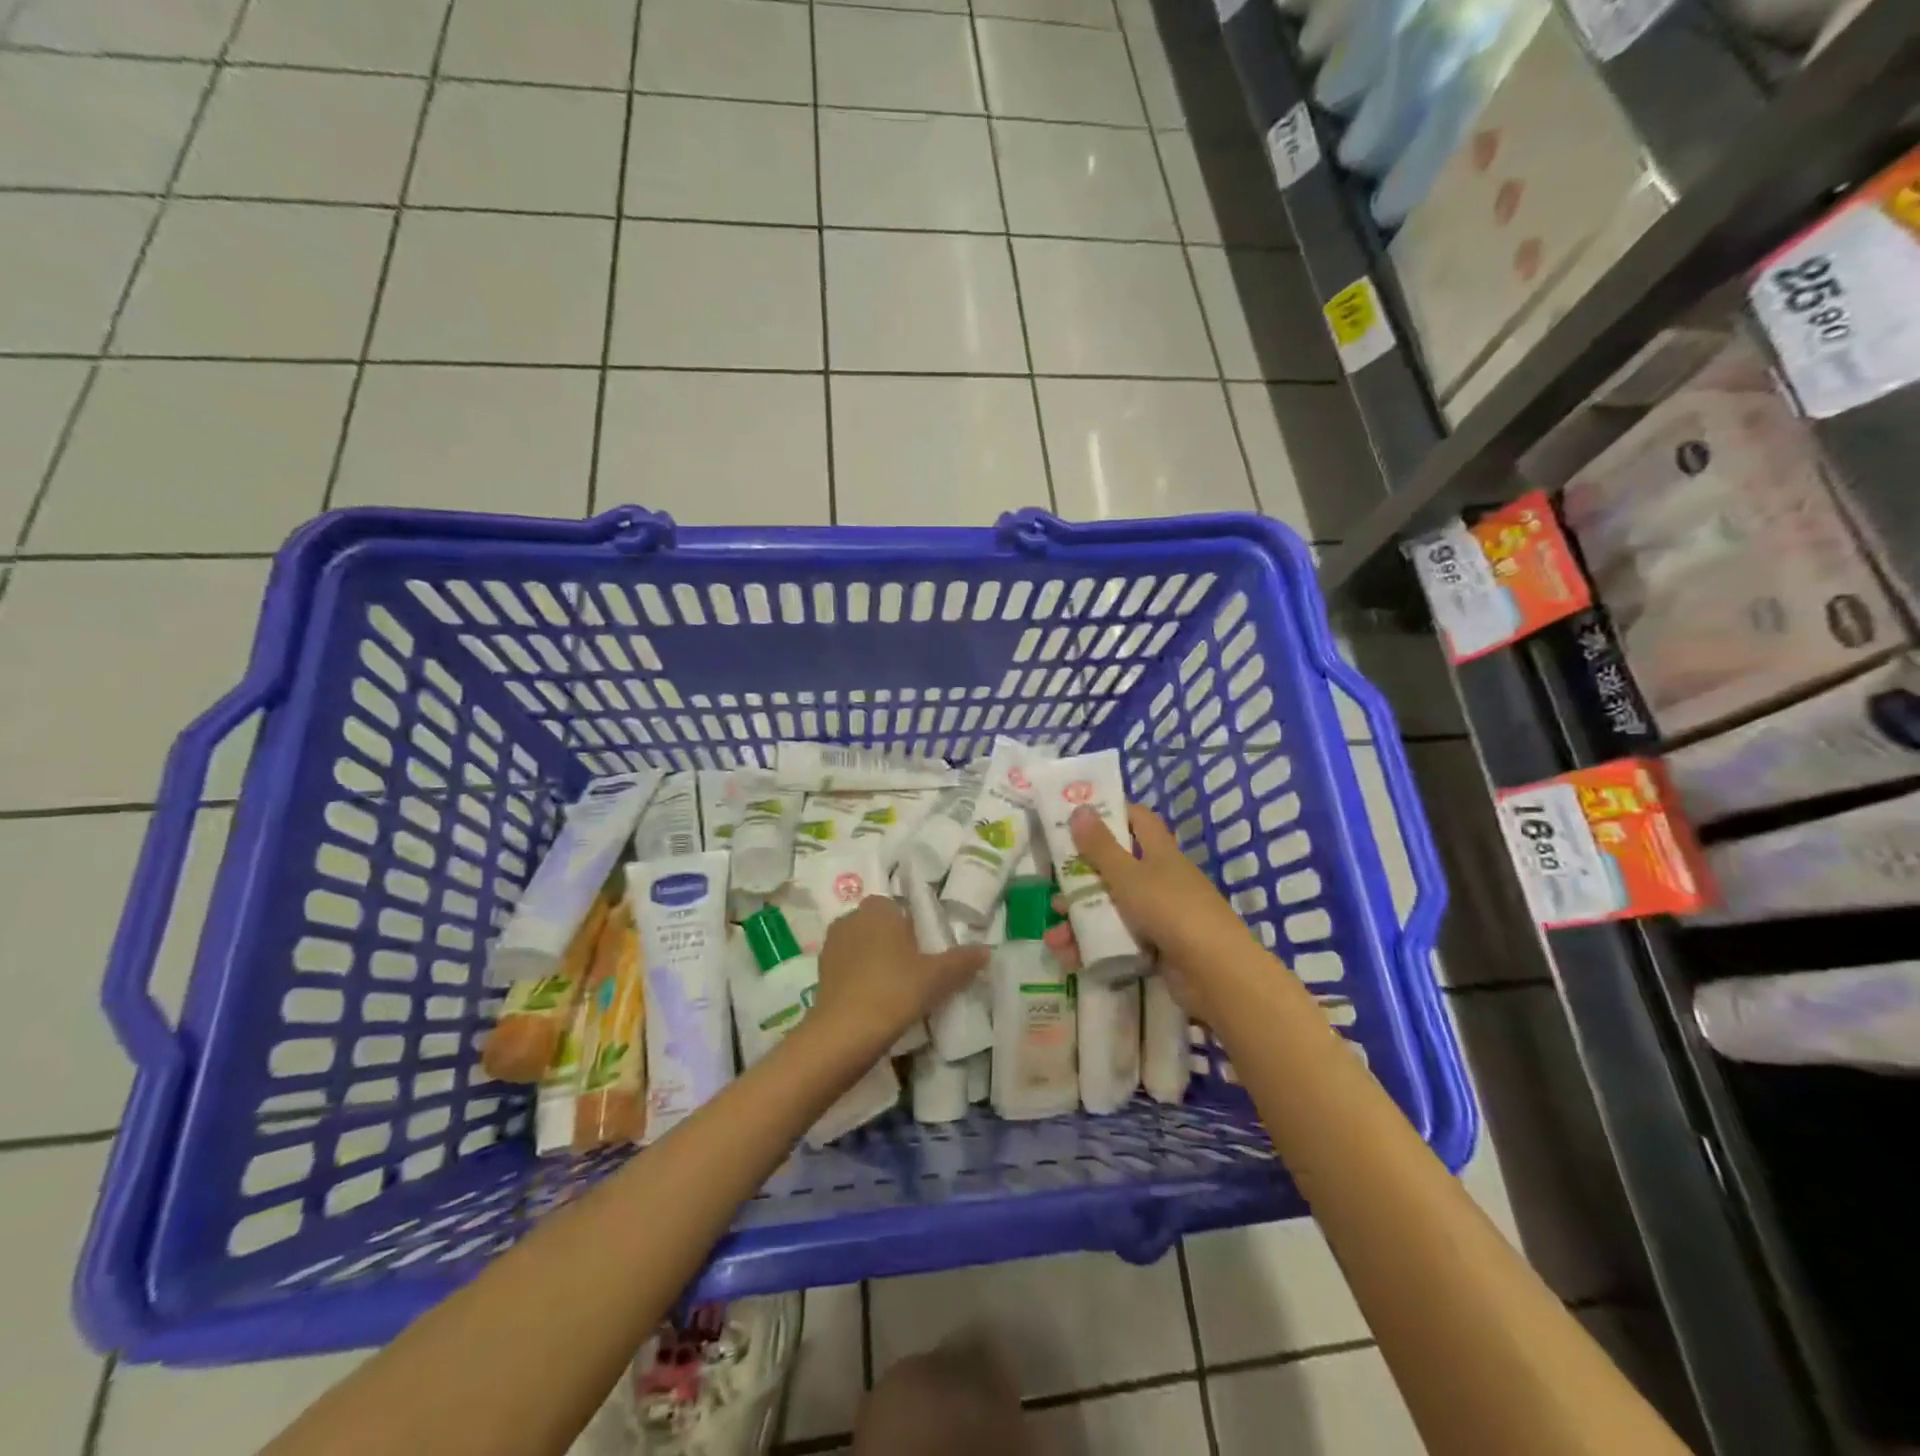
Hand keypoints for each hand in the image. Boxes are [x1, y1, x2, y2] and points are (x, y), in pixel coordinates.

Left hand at [814, 897, 986, 1053]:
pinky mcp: (821, 971)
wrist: (845, 1032)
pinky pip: (847, 967)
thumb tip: (987, 951)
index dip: (913, 928)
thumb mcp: (937, 977)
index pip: (899, 908)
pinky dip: (859, 979)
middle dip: (893, 943)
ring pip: (862, 946)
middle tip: (915, 972)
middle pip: (879, 926)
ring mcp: (832, 945)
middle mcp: (852, 918)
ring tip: (895, 990)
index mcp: (879, 909)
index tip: (926, 953)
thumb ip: (962, 961)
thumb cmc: (895, 990)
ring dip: (875, 961)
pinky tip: (874, 1001)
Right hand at [1043, 803, 1259, 1024]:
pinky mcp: (1157, 949)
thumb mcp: (1128, 875)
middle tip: (1054, 885)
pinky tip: (1069, 957)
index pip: (1138, 820)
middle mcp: (1161, 880)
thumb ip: (1101, 846)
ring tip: (1054, 936)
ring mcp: (1160, 916)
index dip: (1112, 813)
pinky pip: (1118, 941)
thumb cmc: (1170, 910)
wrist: (1215, 973)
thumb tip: (1080, 809)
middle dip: (1082, 878)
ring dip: (1080, 920)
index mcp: (1160, 853)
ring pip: (1112, 909)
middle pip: (1116, 869)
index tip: (1078, 817)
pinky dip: (1094, 947)